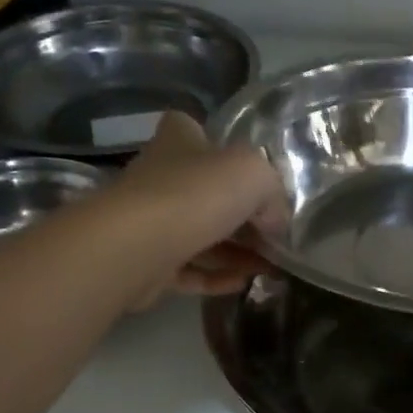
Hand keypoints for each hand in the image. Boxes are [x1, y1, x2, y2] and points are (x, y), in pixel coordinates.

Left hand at [113, 112, 286, 303]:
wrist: (136, 248)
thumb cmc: (196, 194)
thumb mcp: (254, 175)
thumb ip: (273, 193)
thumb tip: (275, 221)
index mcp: (179, 141)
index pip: (192, 128)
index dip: (218, 144)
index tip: (247, 168)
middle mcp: (161, 177)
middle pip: (205, 190)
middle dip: (241, 212)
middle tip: (276, 233)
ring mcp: (151, 222)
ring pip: (200, 234)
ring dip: (237, 251)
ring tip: (272, 268)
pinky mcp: (148, 264)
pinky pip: (190, 270)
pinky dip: (217, 277)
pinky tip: (245, 283)